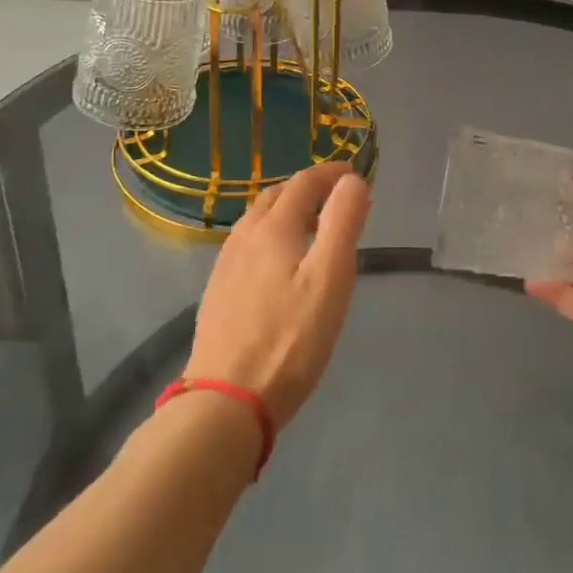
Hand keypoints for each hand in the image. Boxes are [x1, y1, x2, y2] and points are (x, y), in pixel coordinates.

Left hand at [186, 161, 370, 426]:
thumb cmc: (290, 337)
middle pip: (276, 196)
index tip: (354, 174)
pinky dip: (269, 234)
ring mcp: (226, 264)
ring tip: (309, 224)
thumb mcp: (330, 277)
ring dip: (285, 210)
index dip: (330, 173)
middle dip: (307, 188)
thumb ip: (342, 222)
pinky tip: (276, 261)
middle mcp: (245, 236)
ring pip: (257, 220)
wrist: (227, 399)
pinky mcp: (218, 290)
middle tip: (334, 197)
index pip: (304, 182)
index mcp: (274, 226)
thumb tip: (352, 180)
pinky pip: (247, 244)